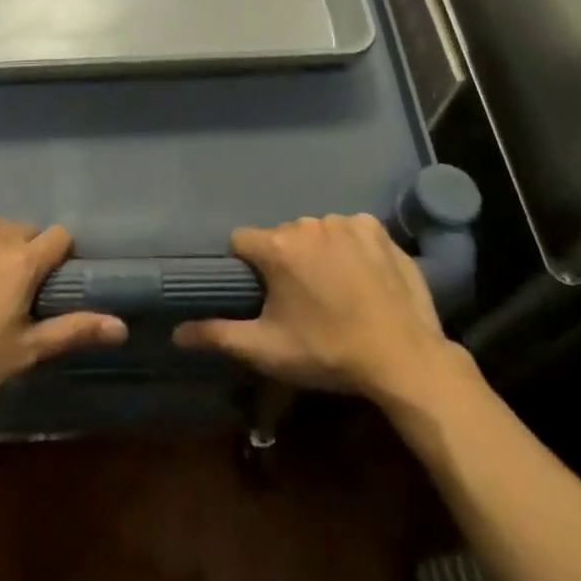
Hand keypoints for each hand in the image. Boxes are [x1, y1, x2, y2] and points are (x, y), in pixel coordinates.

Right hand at [173, 214, 449, 399]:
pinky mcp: (375, 227)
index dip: (247, 267)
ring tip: (336, 291)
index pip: (242, 242)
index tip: (262, 294)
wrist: (404, 358)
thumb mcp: (268, 350)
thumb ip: (218, 335)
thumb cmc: (329, 353)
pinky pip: (349, 230)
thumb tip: (175, 332)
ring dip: (317, 253)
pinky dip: (349, 247)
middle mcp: (307, 223)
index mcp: (277, 247)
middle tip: (303, 302)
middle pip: (281, 237)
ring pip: (315, 232)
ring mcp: (344, 221)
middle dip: (284, 262)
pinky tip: (362, 277)